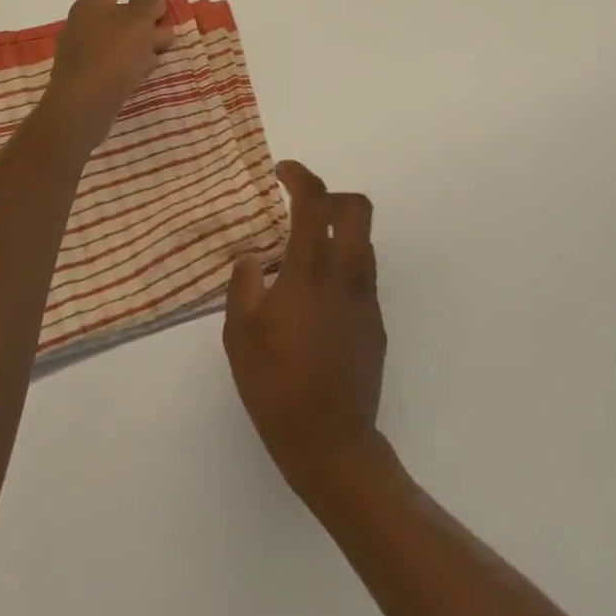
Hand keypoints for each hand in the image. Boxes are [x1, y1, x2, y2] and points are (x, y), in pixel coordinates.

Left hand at [43, 0, 175, 134]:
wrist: (81, 109)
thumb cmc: (111, 58)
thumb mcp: (136, 23)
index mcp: (91, 5)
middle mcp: (83, 24)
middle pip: (117, 9)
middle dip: (145, 10)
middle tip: (167, 14)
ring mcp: (84, 51)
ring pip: (118, 35)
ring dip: (144, 35)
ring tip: (168, 40)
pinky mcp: (88, 75)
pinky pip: (115, 57)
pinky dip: (134, 55)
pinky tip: (150, 63)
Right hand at [224, 161, 385, 495]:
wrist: (331, 445)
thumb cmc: (276, 384)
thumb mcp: (239, 333)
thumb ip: (243, 283)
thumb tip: (252, 257)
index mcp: (312, 268)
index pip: (314, 201)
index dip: (299, 175)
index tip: (280, 171)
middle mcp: (347, 273)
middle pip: (357, 208)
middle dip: (330, 196)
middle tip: (300, 208)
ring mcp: (367, 299)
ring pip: (362, 242)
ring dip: (336, 232)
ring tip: (300, 257)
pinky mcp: (376, 324)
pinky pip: (360, 276)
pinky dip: (340, 267)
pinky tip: (313, 302)